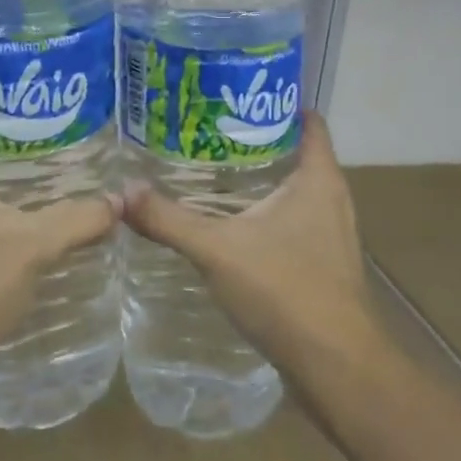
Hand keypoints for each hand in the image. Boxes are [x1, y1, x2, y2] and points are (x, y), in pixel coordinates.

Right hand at [123, 114, 380, 373]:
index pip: (308, 120)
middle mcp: (333, 198)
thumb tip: (123, 192)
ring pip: (298, 190)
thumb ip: (170, 220)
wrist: (337, 365)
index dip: (277, 102)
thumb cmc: (286, 290)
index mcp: (318, 178)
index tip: (237, 95)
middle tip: (210, 131)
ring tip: (215, 172)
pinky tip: (235, 225)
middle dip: (258, 140)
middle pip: (299, 152)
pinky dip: (269, 214)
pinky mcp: (326, 264)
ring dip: (263, 179)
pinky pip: (297, 222)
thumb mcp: (218, 250)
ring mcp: (333, 233)